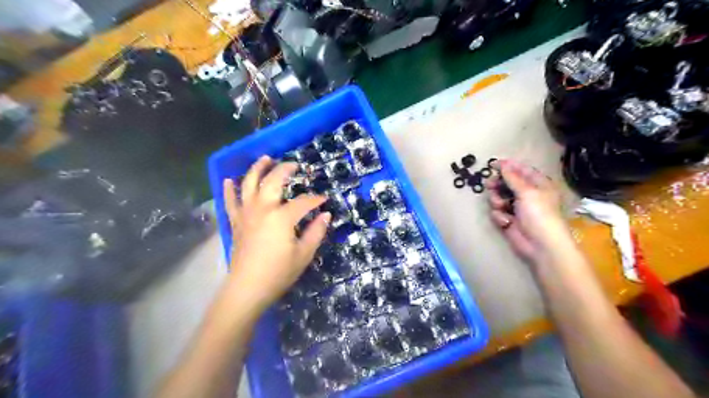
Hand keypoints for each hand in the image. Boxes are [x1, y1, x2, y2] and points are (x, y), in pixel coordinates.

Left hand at [222, 155, 331, 310]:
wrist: (247, 288)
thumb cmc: (278, 273)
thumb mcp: (304, 254)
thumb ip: (316, 232)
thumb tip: (326, 215)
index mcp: (281, 217)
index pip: (303, 202)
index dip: (315, 199)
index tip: (324, 199)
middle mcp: (262, 209)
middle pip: (273, 181)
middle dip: (285, 170)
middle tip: (294, 165)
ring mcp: (246, 213)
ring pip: (249, 184)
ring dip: (257, 169)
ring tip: (265, 158)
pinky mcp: (236, 222)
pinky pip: (230, 201)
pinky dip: (229, 190)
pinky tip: (229, 180)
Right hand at [492, 159, 571, 263]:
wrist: (540, 244)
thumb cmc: (539, 214)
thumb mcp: (527, 192)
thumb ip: (512, 177)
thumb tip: (503, 164)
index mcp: (537, 185)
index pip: (521, 170)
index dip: (508, 166)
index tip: (492, 164)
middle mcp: (527, 194)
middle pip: (507, 183)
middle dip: (497, 184)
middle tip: (489, 185)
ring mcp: (517, 208)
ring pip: (499, 197)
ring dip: (496, 201)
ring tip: (500, 206)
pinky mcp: (509, 220)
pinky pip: (497, 212)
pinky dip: (499, 216)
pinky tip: (505, 221)